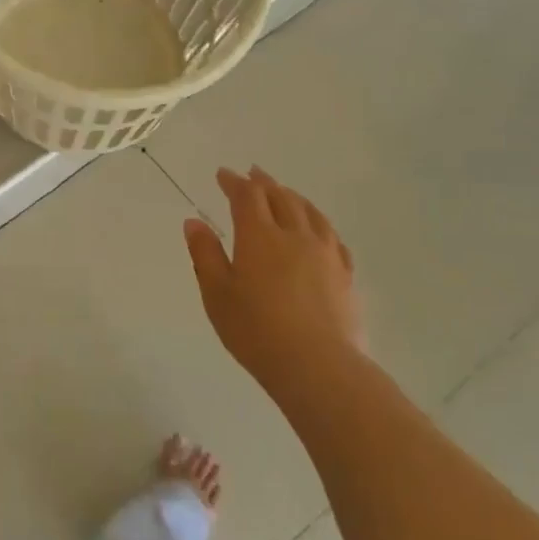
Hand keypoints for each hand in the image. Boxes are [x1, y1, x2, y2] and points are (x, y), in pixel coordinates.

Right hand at [184, 166, 364, 396]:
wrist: (317, 366)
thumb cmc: (255, 330)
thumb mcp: (216, 293)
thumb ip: (205, 254)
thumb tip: (194, 222)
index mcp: (259, 236)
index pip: (247, 196)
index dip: (234, 182)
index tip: (223, 174)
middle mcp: (294, 235)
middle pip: (281, 197)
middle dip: (263, 182)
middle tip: (252, 173)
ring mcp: (325, 253)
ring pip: (310, 212)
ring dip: (293, 196)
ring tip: (284, 192)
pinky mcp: (344, 274)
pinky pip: (332, 236)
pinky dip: (318, 222)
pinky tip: (317, 228)